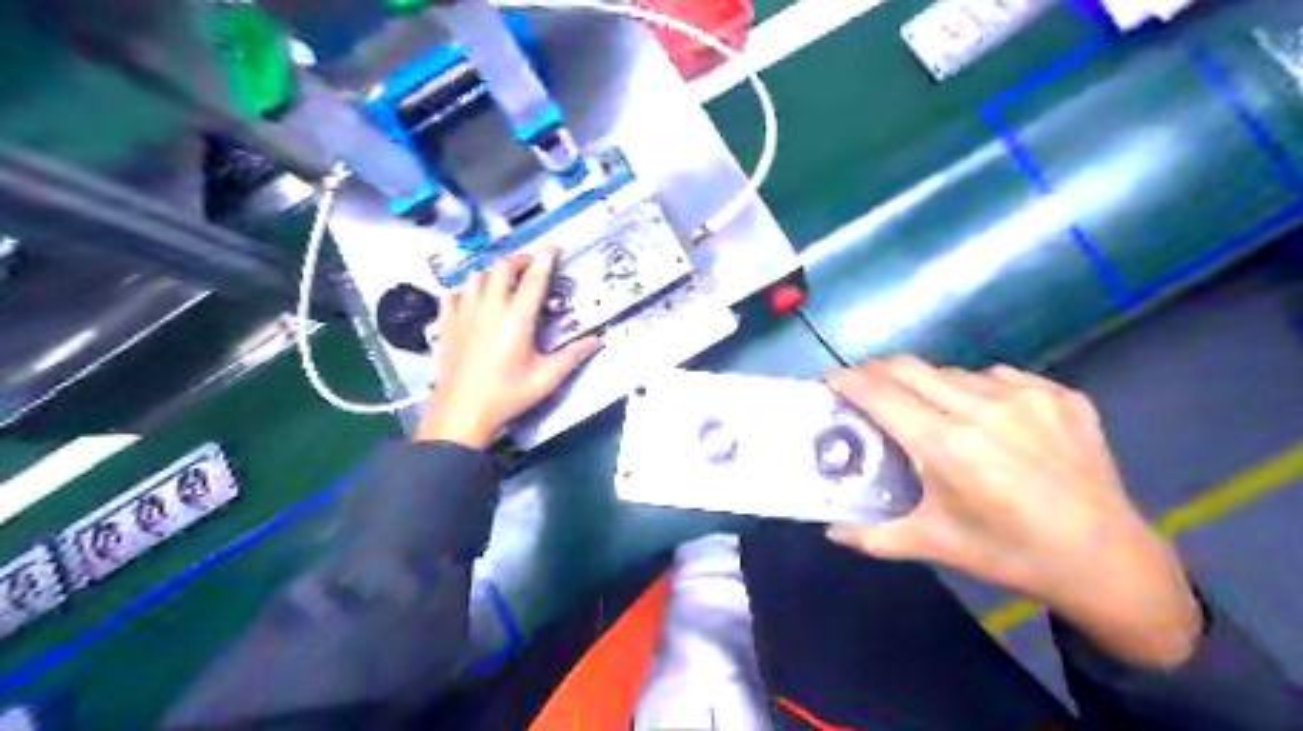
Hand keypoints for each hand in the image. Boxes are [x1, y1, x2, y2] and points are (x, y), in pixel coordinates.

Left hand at [414, 248, 603, 449]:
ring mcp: (463, 313)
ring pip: (476, 275)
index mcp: (517, 319)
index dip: (545, 259)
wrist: (461, 414)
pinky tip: (472, 297)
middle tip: (531, 265)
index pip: (534, 279)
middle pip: (502, 267)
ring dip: (493, 271)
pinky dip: (466, 288)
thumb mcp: (546, 379)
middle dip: (519, 260)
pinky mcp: (446, 323)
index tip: (553, 245)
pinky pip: (453, 293)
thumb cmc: (507, 396)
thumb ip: (572, 356)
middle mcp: (489, 308)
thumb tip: (597, 340)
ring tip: (504, 279)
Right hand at [823, 355, 1201, 666]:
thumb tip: (830, 529)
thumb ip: (873, 536)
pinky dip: (976, 390)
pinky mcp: (1060, 394)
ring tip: (929, 411)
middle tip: (866, 390)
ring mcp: (1027, 396)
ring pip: (952, 372)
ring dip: (927, 384)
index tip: (829, 381)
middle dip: (877, 372)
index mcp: (948, 446)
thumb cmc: (1010, 555)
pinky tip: (985, 418)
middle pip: (909, 367)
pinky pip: (997, 376)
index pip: (879, 393)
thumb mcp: (935, 546)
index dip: (847, 380)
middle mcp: (984, 408)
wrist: (1108, 561)